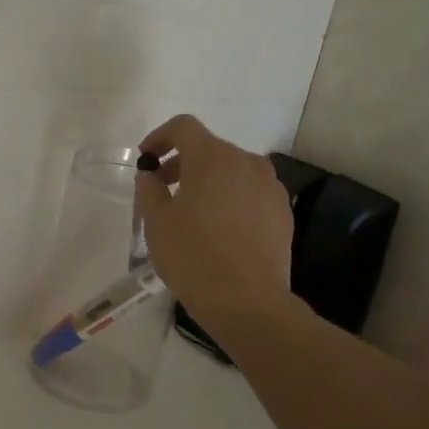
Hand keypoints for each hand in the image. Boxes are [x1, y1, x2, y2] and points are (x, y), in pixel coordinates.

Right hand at [136, 114, 293, 317]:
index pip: (183, 127)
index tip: (146, 159)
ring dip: (209, 181)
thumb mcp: (156, 222)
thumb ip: (149, 189)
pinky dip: (231, 198)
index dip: (160, 137)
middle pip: (209, 148)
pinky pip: (250, 192)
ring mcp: (270, 186)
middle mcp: (246, 162)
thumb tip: (151, 174)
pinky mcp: (282, 211)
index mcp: (212, 157)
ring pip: (232, 171)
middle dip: (182, 163)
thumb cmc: (193, 256)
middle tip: (163, 189)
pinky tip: (220, 229)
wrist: (247, 301)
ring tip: (193, 211)